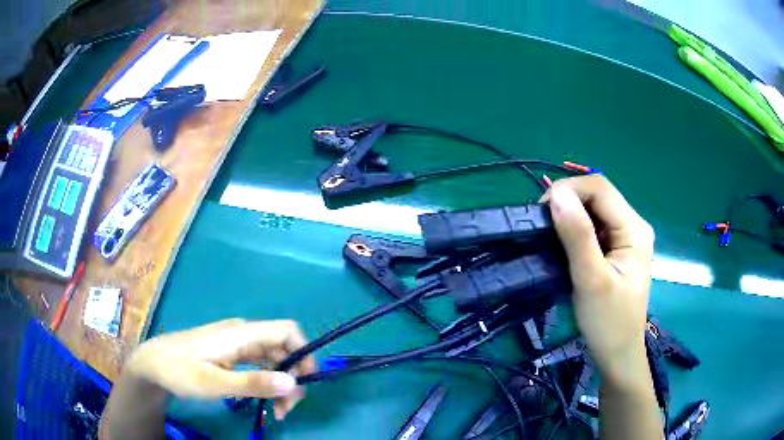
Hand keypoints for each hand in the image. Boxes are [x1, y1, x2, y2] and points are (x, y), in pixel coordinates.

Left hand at [127, 319, 315, 419]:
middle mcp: (243, 334)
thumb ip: (253, 382)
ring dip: (281, 382)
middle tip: (286, 409)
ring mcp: (236, 343)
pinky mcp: (231, 353)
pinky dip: (267, 381)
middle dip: (293, 377)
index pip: (287, 330)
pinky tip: (264, 399)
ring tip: (278, 411)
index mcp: (240, 334)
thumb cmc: (179, 371)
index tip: (305, 383)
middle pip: (283, 347)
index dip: (304, 352)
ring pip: (273, 358)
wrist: (152, 363)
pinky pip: (259, 363)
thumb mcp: (214, 383)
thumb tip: (294, 382)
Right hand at [542, 175, 654, 390]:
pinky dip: (575, 229)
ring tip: (549, 235)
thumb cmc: (608, 322)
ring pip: (594, 210)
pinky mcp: (618, 248)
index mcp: (635, 229)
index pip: (600, 188)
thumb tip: (556, 194)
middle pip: (598, 196)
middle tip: (542, 225)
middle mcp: (634, 225)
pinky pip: (594, 227)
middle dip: (568, 202)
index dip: (569, 189)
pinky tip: (564, 244)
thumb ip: (576, 236)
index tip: (541, 211)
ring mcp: (626, 237)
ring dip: (570, 216)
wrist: (618, 354)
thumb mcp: (591, 280)